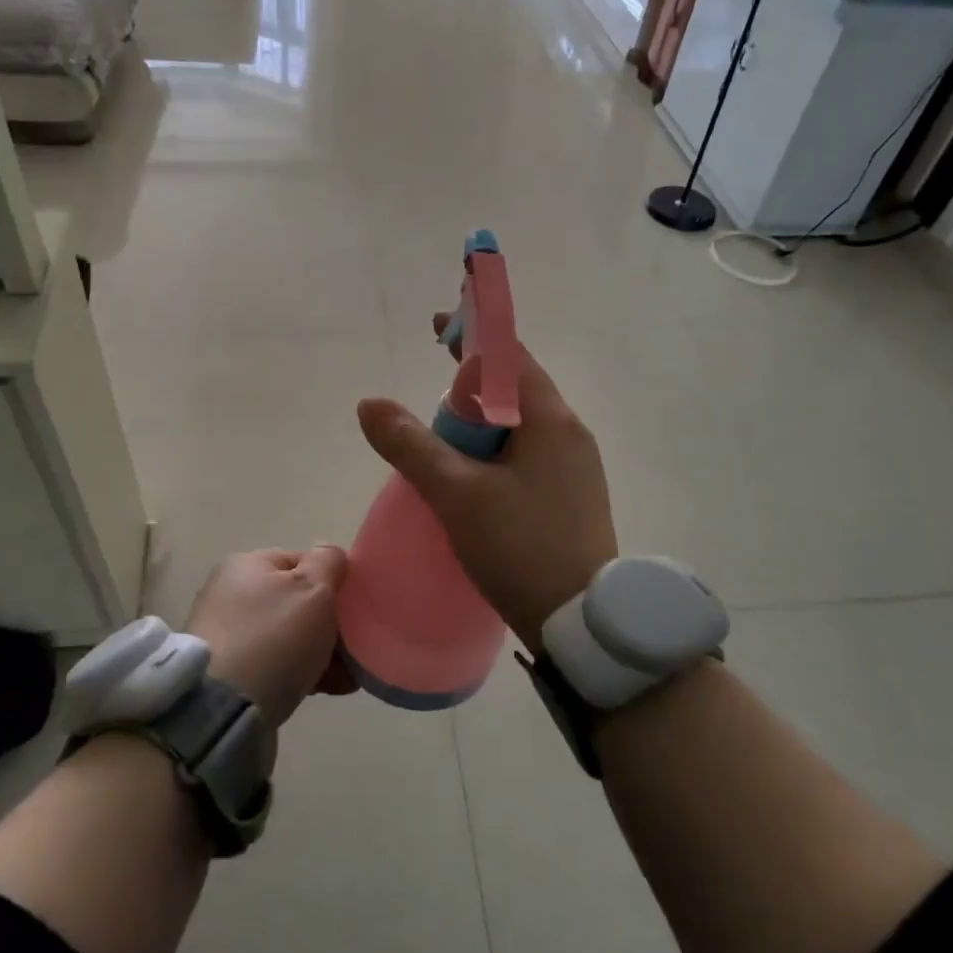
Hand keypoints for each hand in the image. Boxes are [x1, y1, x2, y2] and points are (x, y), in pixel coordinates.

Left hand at [186, 547, 354, 727]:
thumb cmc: (273, 639)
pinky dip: (301, 673)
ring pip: (289, 637)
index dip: (332, 582)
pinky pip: (275, 665)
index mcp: (246, 565)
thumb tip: (329, 554)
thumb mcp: (312, 589)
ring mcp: (226, 636)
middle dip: (330, 625)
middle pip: (296, 602)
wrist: (222, 712)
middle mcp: (230, 594)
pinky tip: (327, 690)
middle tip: (354, 649)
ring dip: (321, 653)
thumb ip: (328, 562)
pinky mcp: (228, 674)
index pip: (301, 561)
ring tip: (346, 678)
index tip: (353, 610)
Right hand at [356, 319, 617, 648]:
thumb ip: (410, 445)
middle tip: (431, 409)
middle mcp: (571, 435)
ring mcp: (577, 469)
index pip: (510, 357)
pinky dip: (496, 454)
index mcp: (551, 420)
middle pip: (515, 392)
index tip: (438, 327)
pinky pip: (529, 457)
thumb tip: (369, 403)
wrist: (583, 624)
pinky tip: (474, 483)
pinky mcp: (573, 499)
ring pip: (520, 429)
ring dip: (482, 426)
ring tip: (445, 448)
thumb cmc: (520, 547)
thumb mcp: (456, 493)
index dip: (472, 336)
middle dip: (471, 389)